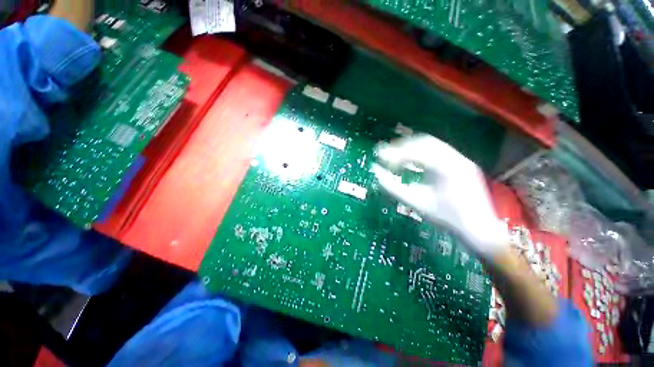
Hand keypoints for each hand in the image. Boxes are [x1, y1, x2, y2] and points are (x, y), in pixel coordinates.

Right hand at [372, 134, 507, 258]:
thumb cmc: (446, 218)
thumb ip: (393, 188)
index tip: (381, 159)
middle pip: (423, 141)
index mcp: (445, 168)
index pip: (415, 151)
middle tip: (385, 154)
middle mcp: (455, 158)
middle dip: (402, 146)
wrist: (479, 229)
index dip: (395, 154)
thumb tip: (376, 172)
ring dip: (411, 148)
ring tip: (396, 157)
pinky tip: (412, 161)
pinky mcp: (462, 163)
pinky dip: (421, 153)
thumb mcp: (415, 203)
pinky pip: (438, 151)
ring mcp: (461, 159)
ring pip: (431, 144)